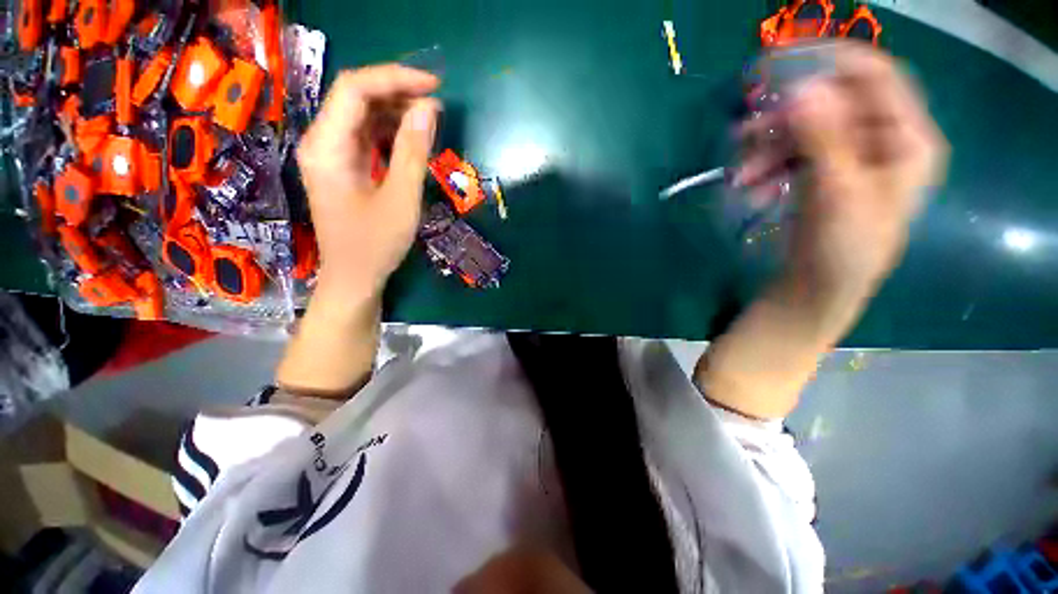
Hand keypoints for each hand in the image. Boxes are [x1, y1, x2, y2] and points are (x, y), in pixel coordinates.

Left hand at [297, 65, 440, 303]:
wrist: (354, 278)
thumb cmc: (375, 245)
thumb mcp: (401, 199)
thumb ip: (413, 152)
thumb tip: (428, 109)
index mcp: (327, 146)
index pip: (355, 89)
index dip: (395, 79)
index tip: (434, 87)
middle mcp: (322, 142)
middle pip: (356, 98)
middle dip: (397, 94)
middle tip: (436, 106)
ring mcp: (331, 155)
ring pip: (362, 117)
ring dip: (396, 113)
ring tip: (430, 122)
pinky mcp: (342, 168)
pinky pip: (365, 138)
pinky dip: (390, 134)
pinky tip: (412, 141)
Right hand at [697, 44, 947, 418]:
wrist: (814, 295)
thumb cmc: (839, 253)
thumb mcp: (837, 194)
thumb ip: (824, 139)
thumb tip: (800, 89)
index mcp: (907, 141)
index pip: (875, 75)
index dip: (828, 61)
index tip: (776, 64)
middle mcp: (883, 142)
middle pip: (833, 103)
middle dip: (785, 118)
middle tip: (745, 136)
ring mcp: (851, 159)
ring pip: (806, 131)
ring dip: (768, 148)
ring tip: (740, 177)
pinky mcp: (823, 177)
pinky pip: (794, 155)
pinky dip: (768, 165)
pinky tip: (750, 186)